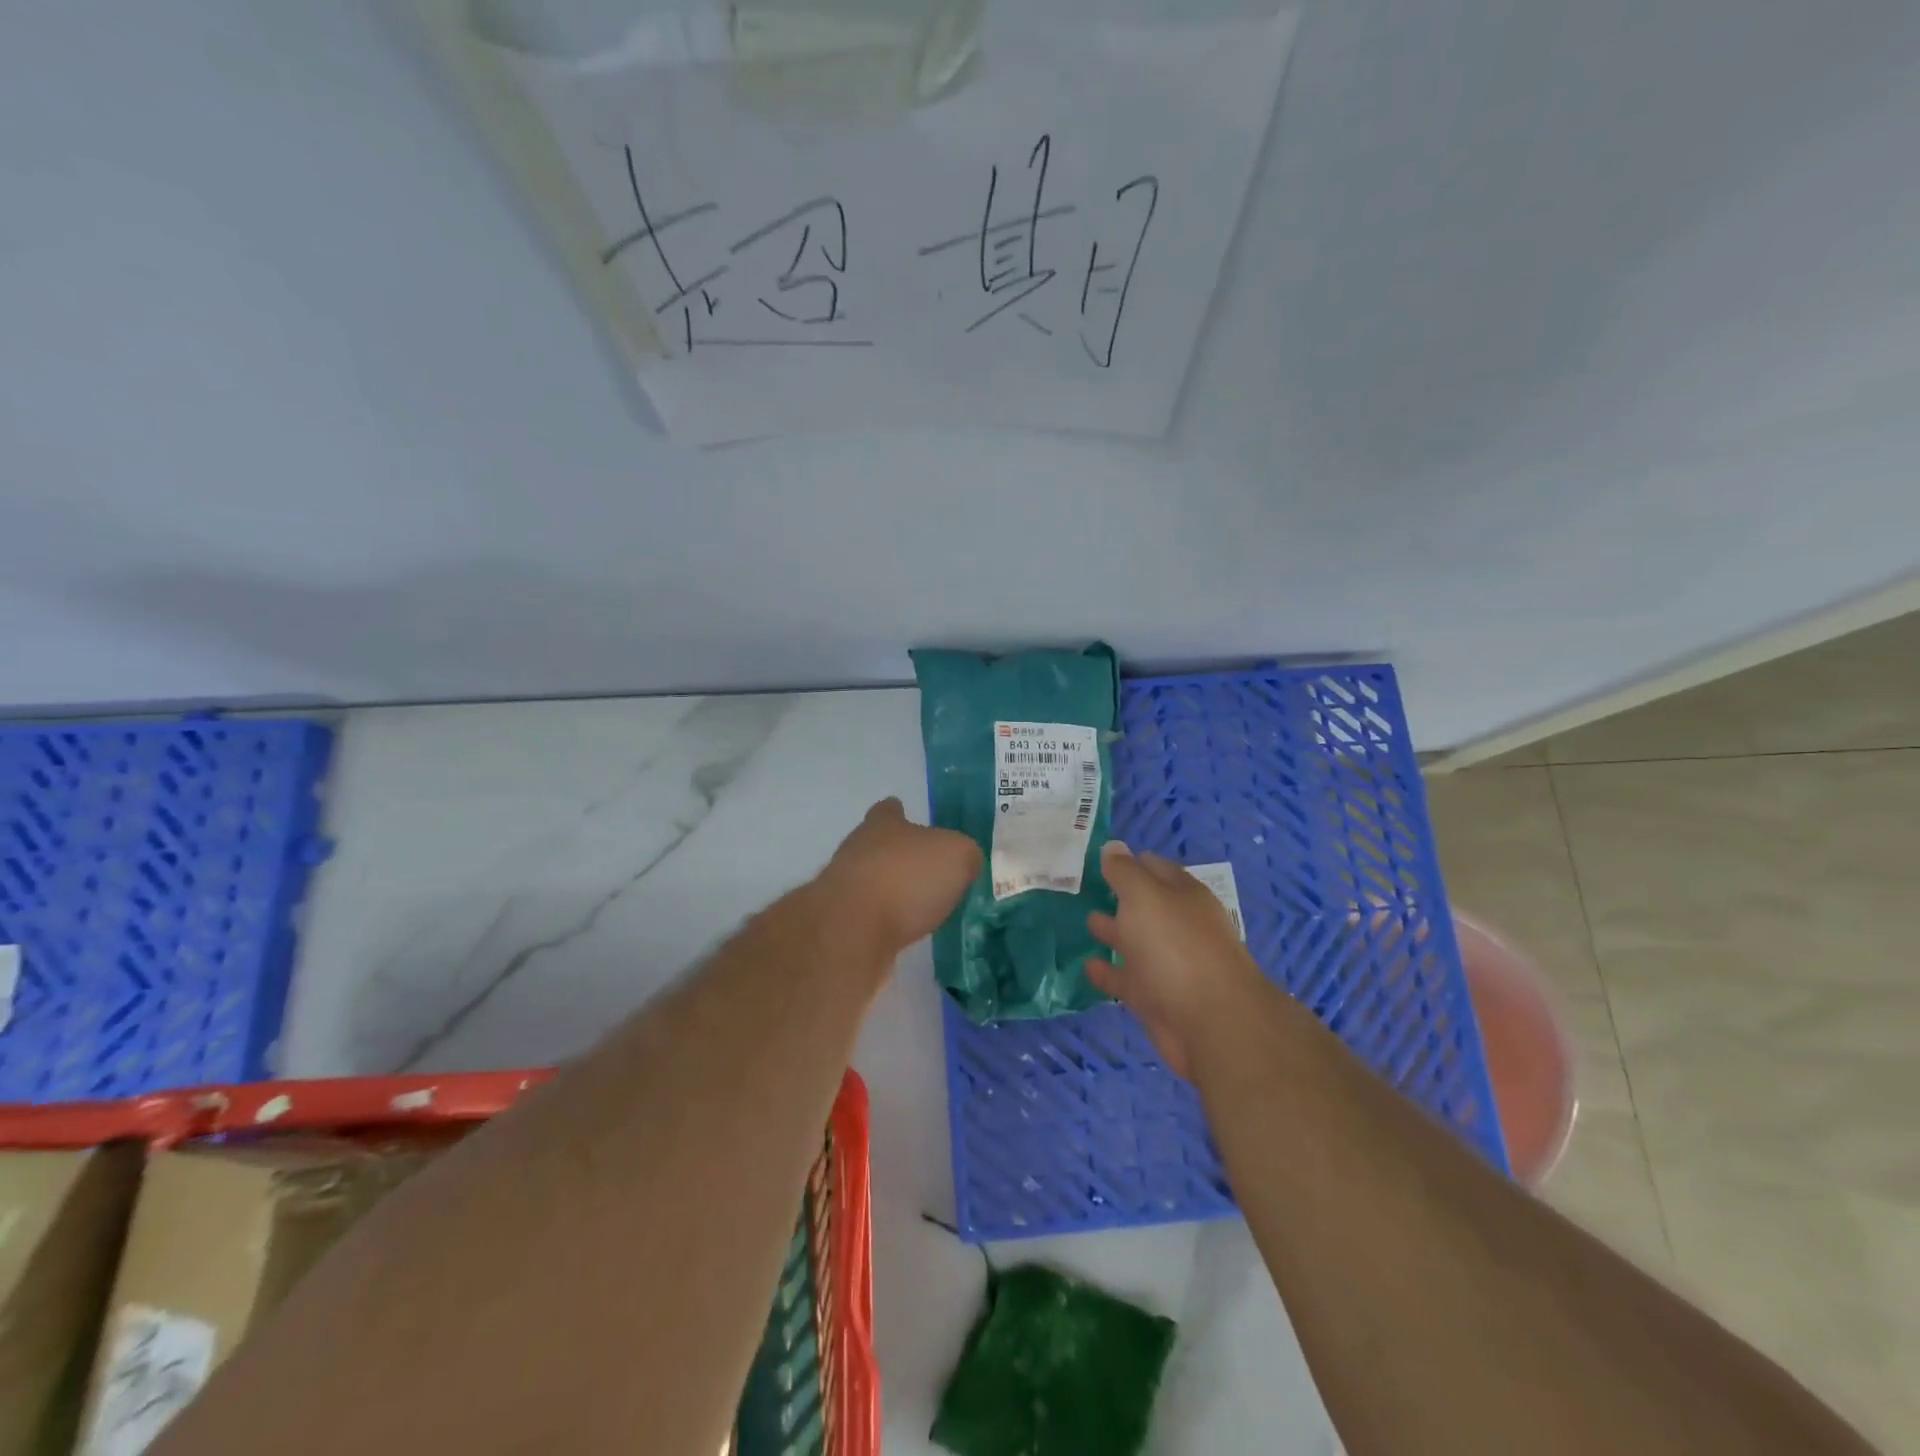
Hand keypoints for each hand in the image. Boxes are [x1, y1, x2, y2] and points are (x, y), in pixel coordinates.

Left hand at [816, 798, 981, 958]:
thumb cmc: (906, 878)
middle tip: (929, 873)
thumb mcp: (957, 856)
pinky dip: (884, 924)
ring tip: (922, 908)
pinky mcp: (840, 925)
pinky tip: (904, 933)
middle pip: (877, 846)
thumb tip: (966, 862)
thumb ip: (965, 855)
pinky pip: (869, 918)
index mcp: (883, 825)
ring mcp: (843, 889)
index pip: (889, 810)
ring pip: (871, 883)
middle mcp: (857, 850)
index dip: (900, 814)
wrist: (851, 931)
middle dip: (900, 858)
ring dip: (891, 893)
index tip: (909, 819)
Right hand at [1087, 842, 1264, 1078]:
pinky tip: (1088, 967)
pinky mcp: (1158, 999)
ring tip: (1087, 923)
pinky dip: (1109, 973)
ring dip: (1114, 932)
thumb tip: (1113, 846)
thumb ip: (1124, 872)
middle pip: (1146, 906)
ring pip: (1137, 942)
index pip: (1154, 868)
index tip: (1099, 859)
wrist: (1211, 1022)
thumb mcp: (1144, 896)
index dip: (1128, 862)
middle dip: (1120, 897)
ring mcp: (1170, 964)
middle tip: (1086, 889)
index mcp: (1183, 895)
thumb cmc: (1175, 947)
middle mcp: (1179, 926)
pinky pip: (1128, 979)